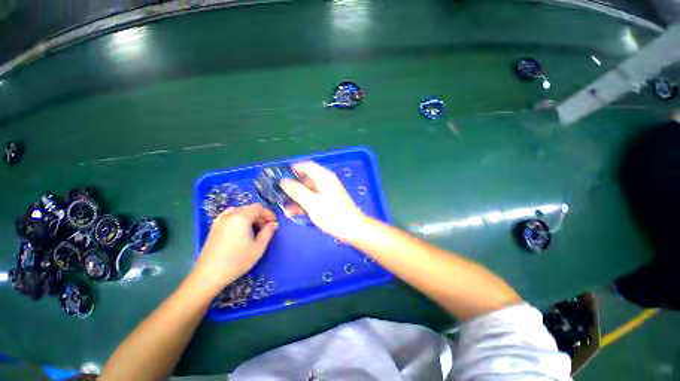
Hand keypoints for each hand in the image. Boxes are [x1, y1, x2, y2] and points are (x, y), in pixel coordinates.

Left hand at [194, 203, 277, 289]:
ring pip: (239, 211)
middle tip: (265, 228)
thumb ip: (268, 232)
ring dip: (249, 217)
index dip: (268, 213)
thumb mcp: (259, 247)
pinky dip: (239, 219)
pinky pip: (229, 216)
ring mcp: (219, 221)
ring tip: (254, 229)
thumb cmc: (237, 260)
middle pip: (249, 208)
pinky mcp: (214, 228)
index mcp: (241, 217)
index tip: (273, 223)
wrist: (209, 274)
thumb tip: (274, 224)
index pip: (258, 207)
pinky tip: (241, 231)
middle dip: (260, 216)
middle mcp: (229, 215)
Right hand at [280, 162, 366, 240]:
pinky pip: (313, 199)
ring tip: (285, 207)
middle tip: (279, 195)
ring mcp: (326, 192)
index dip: (293, 169)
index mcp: (324, 177)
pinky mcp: (327, 202)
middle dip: (293, 187)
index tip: (280, 177)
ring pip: (308, 191)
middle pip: (306, 179)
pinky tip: (294, 213)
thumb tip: (282, 181)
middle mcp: (325, 182)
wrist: (352, 229)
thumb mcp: (311, 202)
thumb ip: (296, 191)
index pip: (306, 166)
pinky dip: (304, 204)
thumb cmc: (332, 214)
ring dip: (297, 198)